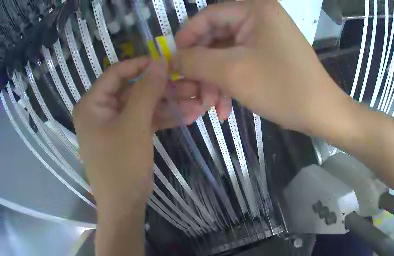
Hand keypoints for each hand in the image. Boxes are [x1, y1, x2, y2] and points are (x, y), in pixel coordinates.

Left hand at [73, 56, 221, 212]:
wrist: (124, 206)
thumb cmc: (121, 166)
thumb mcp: (134, 125)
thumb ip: (146, 90)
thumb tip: (160, 61)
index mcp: (92, 104)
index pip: (116, 73)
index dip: (141, 65)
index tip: (165, 62)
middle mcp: (99, 110)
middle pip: (132, 90)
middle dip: (162, 88)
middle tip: (189, 84)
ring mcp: (113, 123)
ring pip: (142, 105)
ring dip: (167, 104)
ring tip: (196, 101)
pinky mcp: (125, 135)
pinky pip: (143, 120)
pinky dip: (162, 119)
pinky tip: (187, 116)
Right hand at [174, 0, 351, 135]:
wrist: (321, 112)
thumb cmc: (281, 88)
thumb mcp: (231, 72)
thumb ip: (194, 61)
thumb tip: (170, 58)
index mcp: (253, 10)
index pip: (207, 16)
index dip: (186, 38)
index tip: (173, 63)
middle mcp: (259, 17)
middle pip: (215, 37)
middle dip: (202, 68)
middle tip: (192, 93)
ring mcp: (264, 36)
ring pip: (225, 53)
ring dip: (214, 80)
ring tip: (209, 107)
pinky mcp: (267, 53)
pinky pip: (239, 62)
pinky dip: (229, 83)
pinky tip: (224, 107)